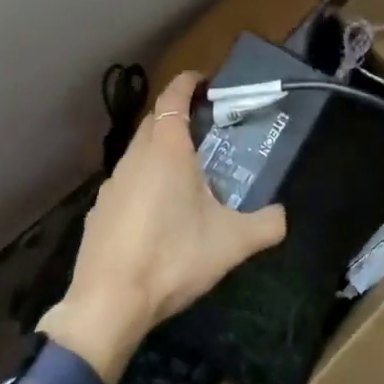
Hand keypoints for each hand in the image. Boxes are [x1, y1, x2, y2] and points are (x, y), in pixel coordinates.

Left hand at [40, 71, 285, 383]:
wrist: (109, 303)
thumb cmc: (173, 258)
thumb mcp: (232, 243)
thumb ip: (266, 225)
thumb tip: (284, 217)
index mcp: (167, 150)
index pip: (172, 98)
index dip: (187, 82)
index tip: (203, 80)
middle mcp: (135, 158)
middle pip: (154, 122)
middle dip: (176, 116)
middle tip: (206, 130)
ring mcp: (112, 185)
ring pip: (138, 153)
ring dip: (160, 152)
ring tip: (186, 174)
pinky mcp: (99, 212)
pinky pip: (127, 183)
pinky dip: (144, 183)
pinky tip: (157, 214)